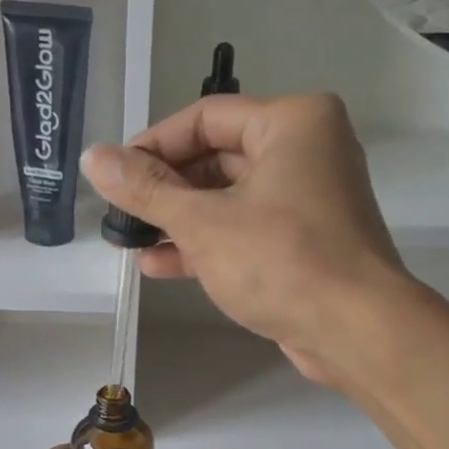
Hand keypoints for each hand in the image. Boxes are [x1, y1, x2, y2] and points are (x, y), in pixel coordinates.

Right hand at [80, 94, 415, 384]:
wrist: (354, 331)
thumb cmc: (282, 261)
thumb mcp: (203, 222)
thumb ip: (146, 190)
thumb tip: (93, 157)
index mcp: (292, 123)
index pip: (205, 117)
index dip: (152, 145)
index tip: (113, 176)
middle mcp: (304, 151)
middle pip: (215, 158)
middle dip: (164, 189)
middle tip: (120, 213)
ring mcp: (305, 200)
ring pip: (227, 199)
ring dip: (178, 220)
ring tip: (129, 240)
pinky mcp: (302, 243)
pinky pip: (243, 230)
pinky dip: (205, 244)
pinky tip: (159, 264)